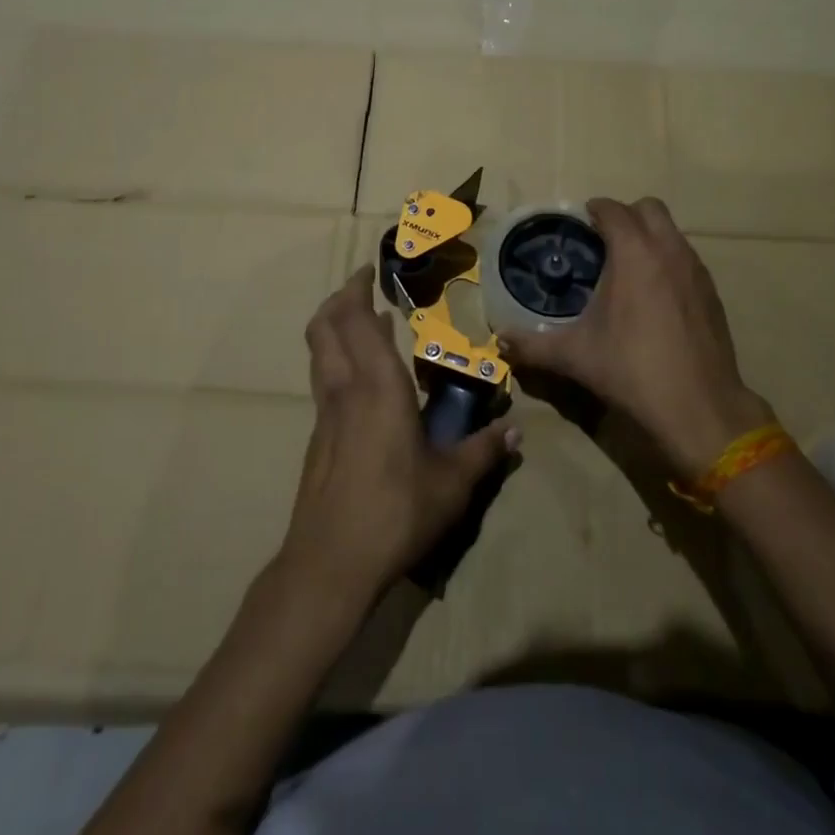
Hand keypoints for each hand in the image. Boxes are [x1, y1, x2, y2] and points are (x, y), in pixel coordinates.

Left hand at [278, 268, 517, 607]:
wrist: (329, 565)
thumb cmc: (395, 513)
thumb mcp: (452, 484)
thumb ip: (484, 451)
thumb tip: (516, 430)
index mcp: (377, 388)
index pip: (357, 321)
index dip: (357, 289)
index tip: (370, 270)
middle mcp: (345, 390)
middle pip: (325, 327)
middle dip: (339, 299)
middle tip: (363, 286)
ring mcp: (325, 415)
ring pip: (319, 353)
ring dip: (335, 327)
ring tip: (366, 322)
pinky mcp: (318, 439)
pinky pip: (324, 380)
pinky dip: (337, 360)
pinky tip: (364, 381)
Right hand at [500, 197, 773, 476]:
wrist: (700, 408)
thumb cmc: (632, 370)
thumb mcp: (575, 356)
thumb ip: (532, 345)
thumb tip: (500, 341)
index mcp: (634, 253)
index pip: (613, 209)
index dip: (594, 210)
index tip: (578, 224)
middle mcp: (669, 250)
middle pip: (649, 208)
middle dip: (625, 216)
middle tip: (603, 241)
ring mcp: (696, 270)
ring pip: (672, 232)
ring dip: (649, 237)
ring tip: (627, 268)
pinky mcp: (713, 293)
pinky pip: (686, 259)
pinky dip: (668, 261)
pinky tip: (654, 297)